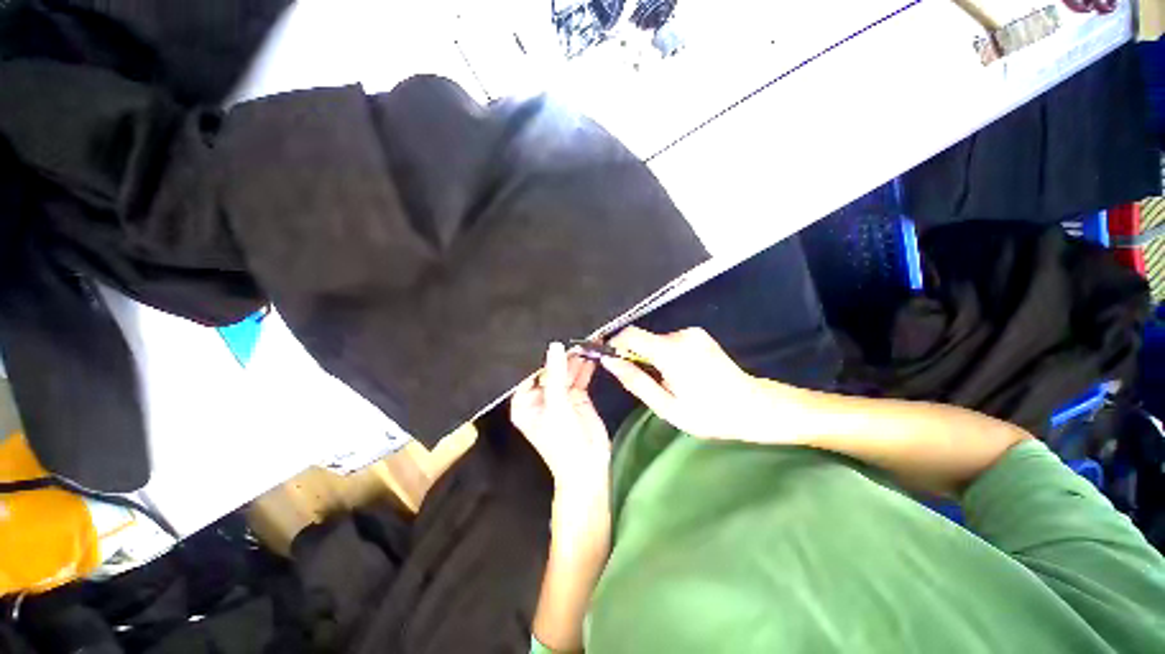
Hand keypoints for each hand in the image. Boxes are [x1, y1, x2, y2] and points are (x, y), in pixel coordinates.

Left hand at [511, 343, 610, 501]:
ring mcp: (560, 396)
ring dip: (576, 359)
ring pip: (566, 372)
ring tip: (587, 343)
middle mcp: (541, 396)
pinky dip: (585, 367)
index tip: (552, 336)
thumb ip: (556, 374)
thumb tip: (555, 346)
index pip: (531, 372)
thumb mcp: (557, 406)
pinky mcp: (576, 397)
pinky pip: (579, 377)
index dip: (542, 356)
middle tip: (575, 338)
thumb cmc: (563, 442)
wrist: (589, 467)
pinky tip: (591, 354)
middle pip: (551, 370)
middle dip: (563, 356)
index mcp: (526, 402)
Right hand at [600, 327, 802, 443]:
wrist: (753, 406)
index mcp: (671, 352)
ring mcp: (693, 333)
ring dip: (652, 358)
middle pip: (643, 338)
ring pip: (656, 341)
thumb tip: (609, 362)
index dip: (615, 345)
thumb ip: (635, 381)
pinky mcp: (699, 335)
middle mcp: (681, 335)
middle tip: (646, 383)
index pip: (630, 334)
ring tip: (667, 382)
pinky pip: (670, 341)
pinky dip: (665, 355)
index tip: (612, 362)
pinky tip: (679, 374)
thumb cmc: (709, 414)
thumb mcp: (666, 406)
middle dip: (636, 357)